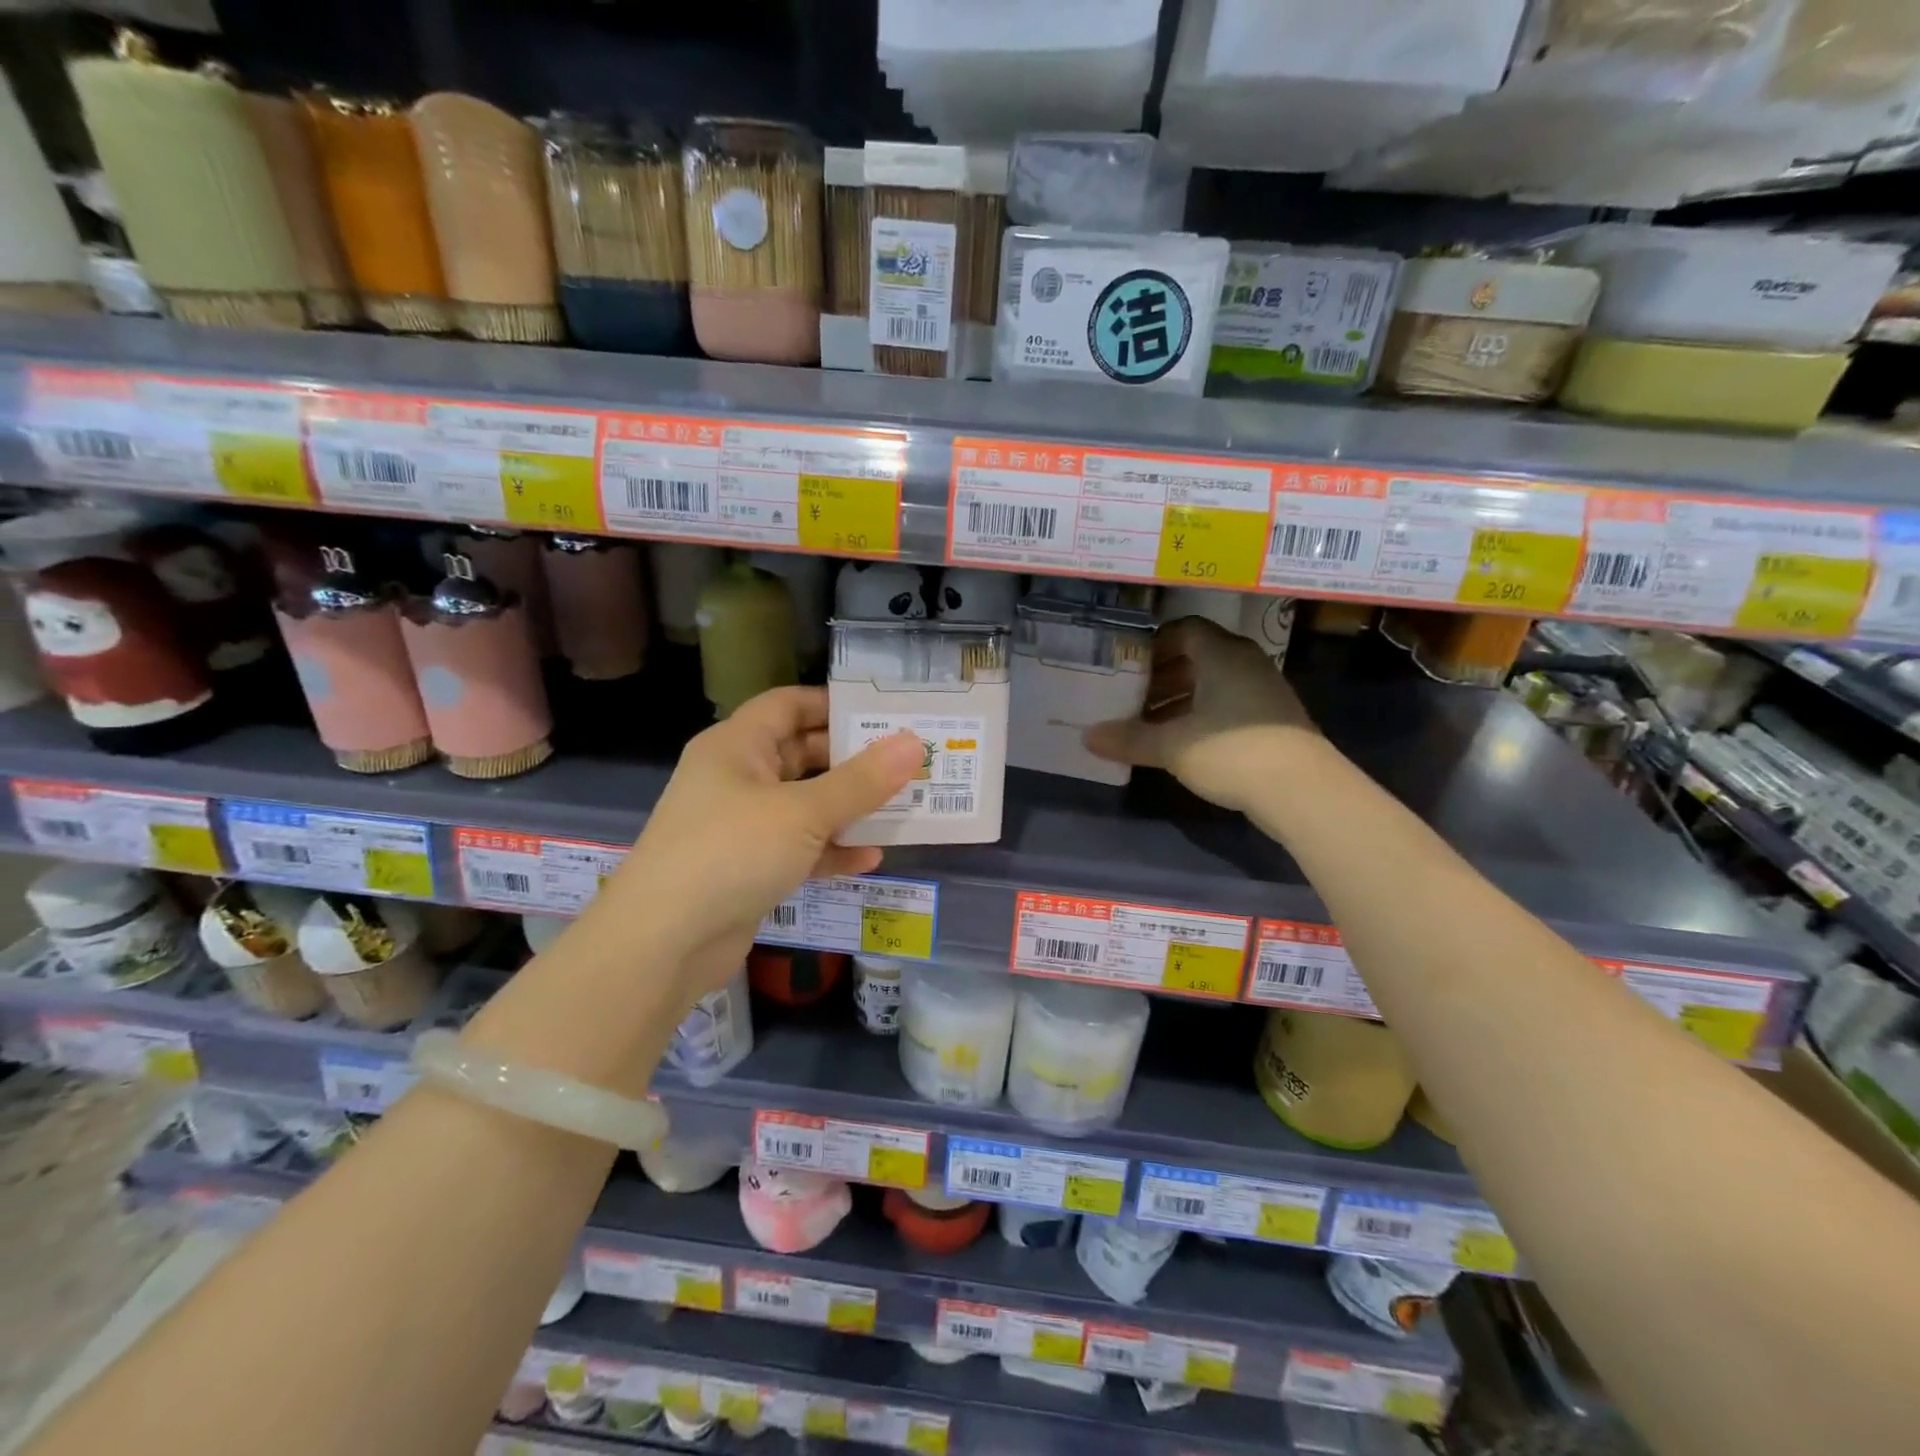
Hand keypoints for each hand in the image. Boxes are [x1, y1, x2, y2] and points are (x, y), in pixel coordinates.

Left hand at [607, 686, 920, 997]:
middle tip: (907, 763)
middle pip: (801, 754)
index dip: (834, 705)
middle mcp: (736, 778)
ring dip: (848, 808)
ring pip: (804, 804)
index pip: (788, 705)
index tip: (884, 715)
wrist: (663, 943)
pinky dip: (830, 850)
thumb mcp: (803, 812)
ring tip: (902, 807)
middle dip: (852, 760)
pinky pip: (798, 848)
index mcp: (737, 746)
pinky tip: (870, 858)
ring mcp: (740, 826)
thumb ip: (862, 781)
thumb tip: (914, 744)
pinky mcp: (747, 868)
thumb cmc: (731, 853)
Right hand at [1084, 616, 1320, 812]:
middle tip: (1130, 697)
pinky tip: (1181, 742)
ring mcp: (1263, 690)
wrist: (1303, 791)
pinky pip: (1228, 703)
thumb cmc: (1231, 752)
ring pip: (1212, 683)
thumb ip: (1129, 738)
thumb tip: (1088, 737)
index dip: (1152, 644)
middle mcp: (1245, 662)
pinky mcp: (1272, 718)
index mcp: (1221, 654)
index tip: (1126, 665)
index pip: (1183, 630)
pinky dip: (1201, 715)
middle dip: (1161, 676)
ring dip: (1179, 699)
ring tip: (1148, 724)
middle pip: (1196, 656)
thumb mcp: (1172, 746)